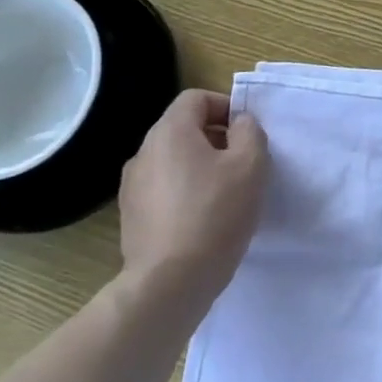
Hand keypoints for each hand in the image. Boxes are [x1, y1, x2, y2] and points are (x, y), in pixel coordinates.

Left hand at [117, 89, 267, 306]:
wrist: (169, 283)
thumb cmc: (215, 214)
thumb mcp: (251, 165)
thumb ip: (250, 132)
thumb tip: (239, 125)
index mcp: (169, 132)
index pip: (196, 98)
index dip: (226, 107)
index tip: (247, 134)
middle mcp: (144, 152)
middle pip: (183, 129)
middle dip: (217, 139)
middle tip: (243, 166)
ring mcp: (132, 186)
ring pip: (174, 161)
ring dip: (201, 167)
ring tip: (226, 195)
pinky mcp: (130, 217)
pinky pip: (164, 190)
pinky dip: (185, 193)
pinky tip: (204, 220)